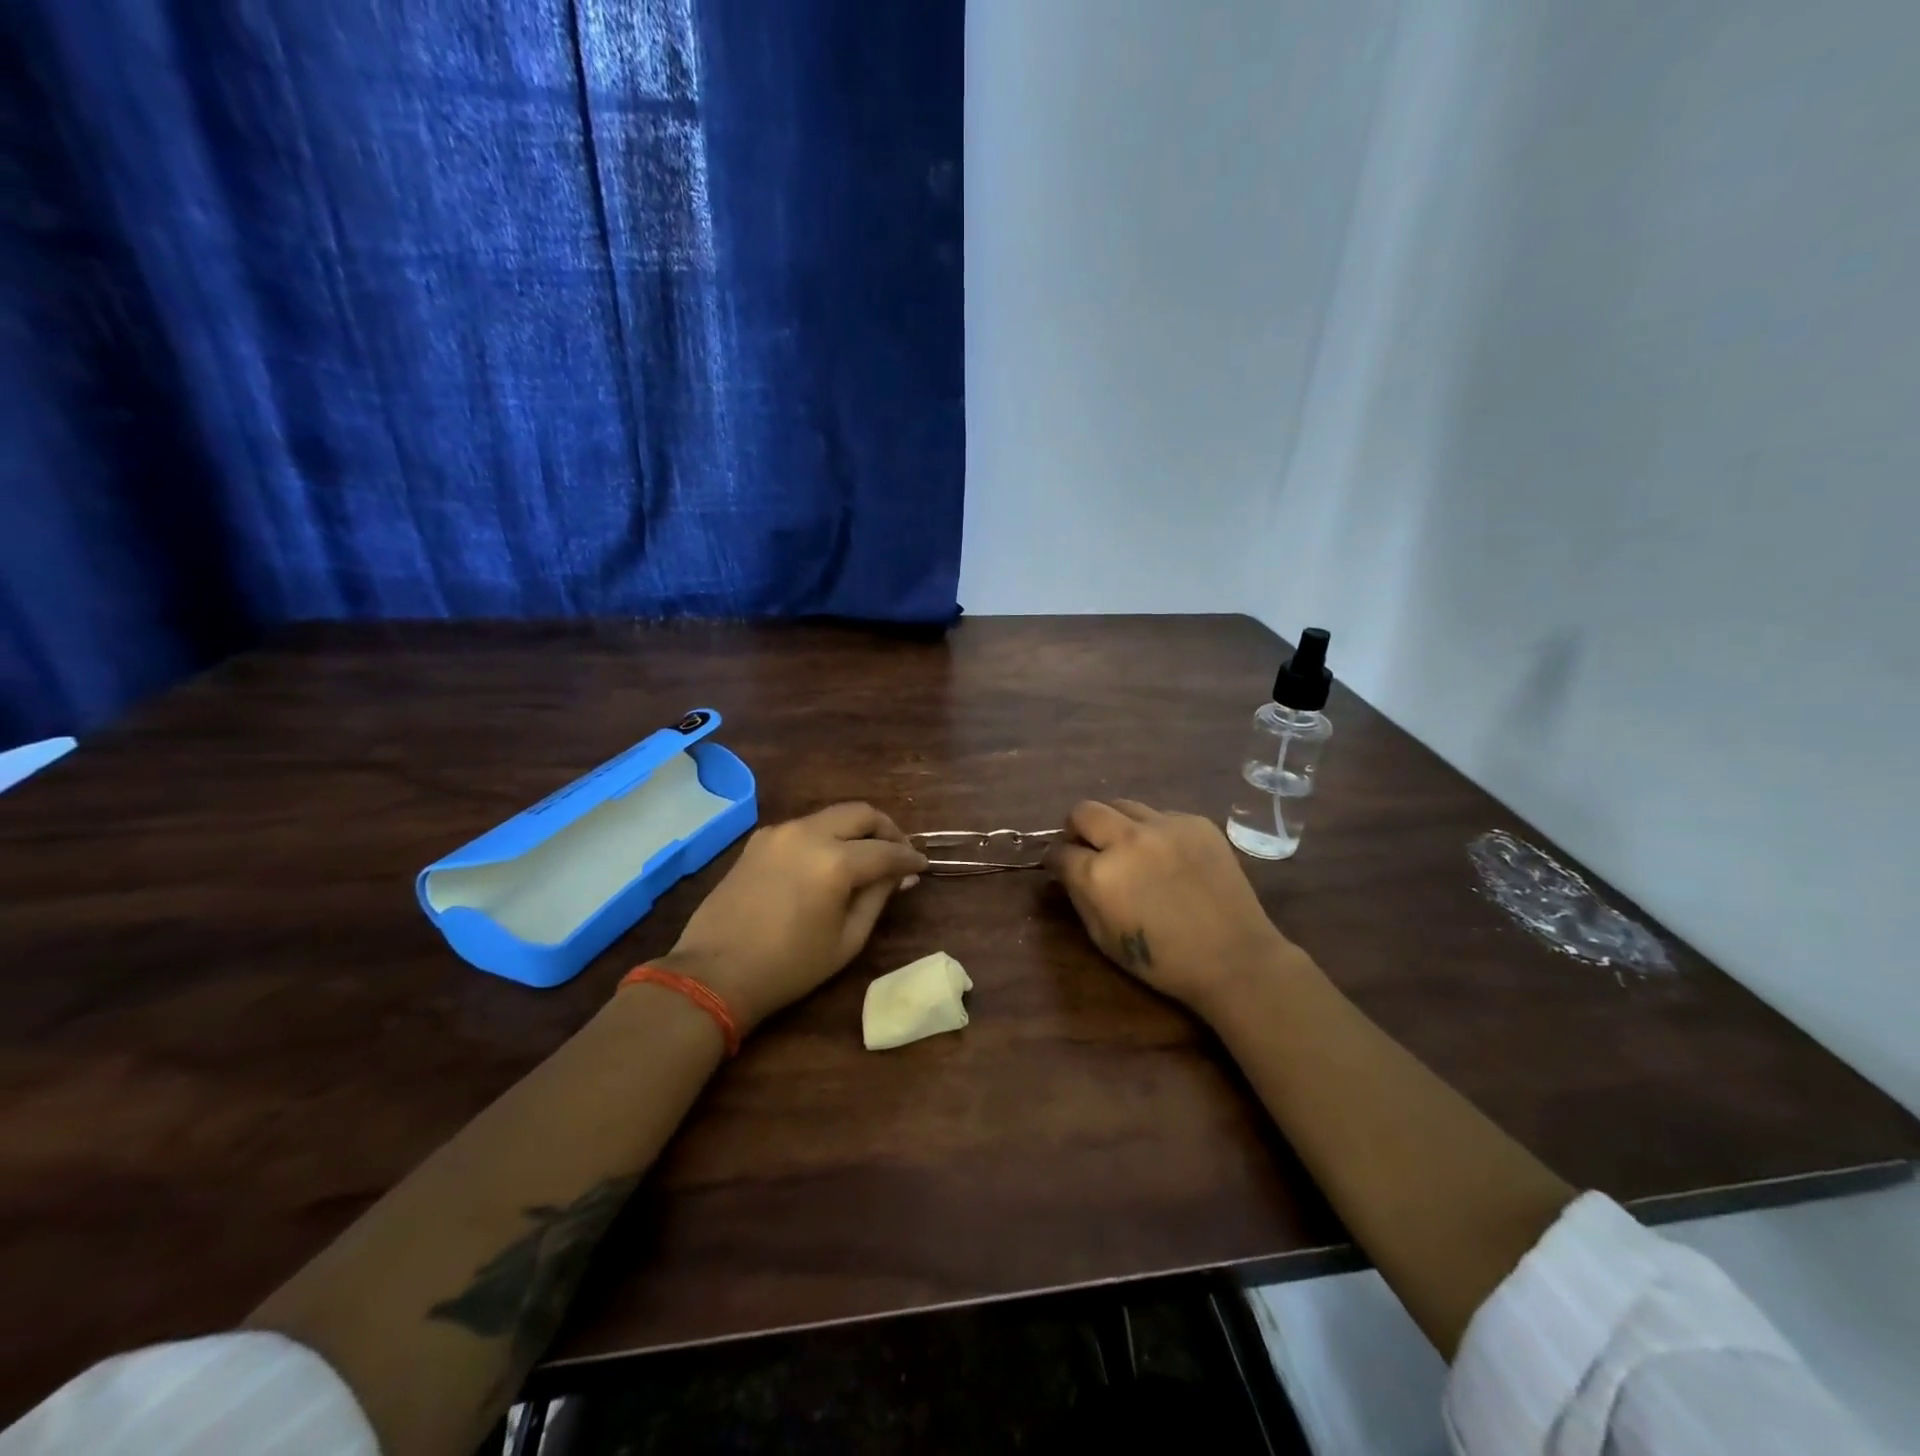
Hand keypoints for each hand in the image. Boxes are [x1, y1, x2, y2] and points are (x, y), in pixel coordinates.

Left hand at [657, 803, 928, 1033]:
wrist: (715, 973)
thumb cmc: (789, 966)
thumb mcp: (846, 939)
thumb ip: (877, 897)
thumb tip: (900, 875)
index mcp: (834, 861)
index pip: (886, 851)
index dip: (909, 859)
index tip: (922, 868)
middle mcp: (808, 833)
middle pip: (861, 813)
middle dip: (887, 830)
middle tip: (899, 854)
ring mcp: (780, 832)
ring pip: (832, 815)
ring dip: (856, 829)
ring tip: (868, 856)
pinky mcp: (759, 839)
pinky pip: (805, 826)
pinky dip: (828, 835)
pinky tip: (830, 860)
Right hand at [1045, 799, 1303, 1016]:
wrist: (1234, 957)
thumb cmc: (1162, 960)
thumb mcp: (1103, 938)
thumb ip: (1079, 896)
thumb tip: (1067, 870)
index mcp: (1099, 874)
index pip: (1059, 852)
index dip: (1056, 860)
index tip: (1061, 866)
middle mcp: (1128, 840)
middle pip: (1084, 811)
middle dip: (1077, 828)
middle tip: (1087, 846)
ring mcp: (1165, 826)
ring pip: (1122, 805)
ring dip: (1115, 824)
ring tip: (1128, 847)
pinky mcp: (1196, 823)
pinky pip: (1160, 815)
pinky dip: (1154, 831)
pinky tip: (1168, 857)